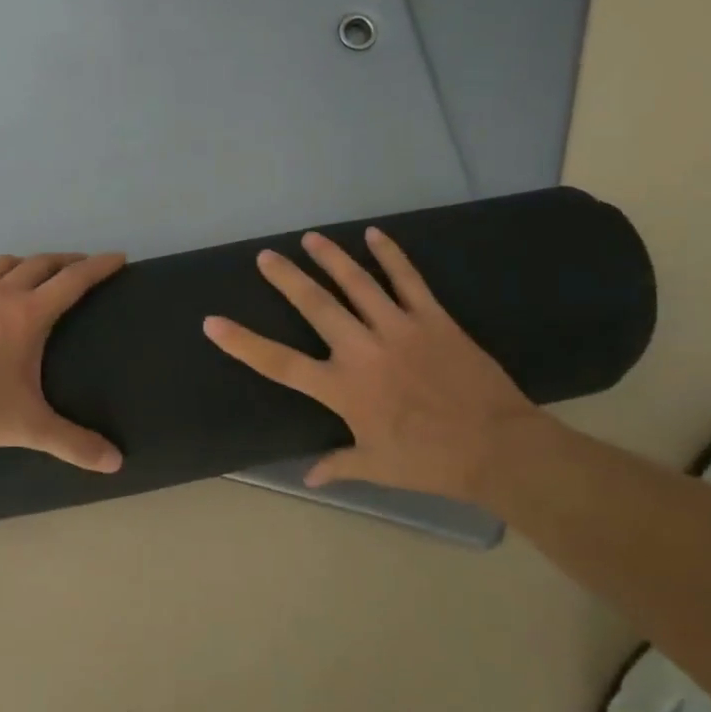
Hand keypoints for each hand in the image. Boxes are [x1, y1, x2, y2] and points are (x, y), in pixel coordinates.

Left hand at [0, 252, 126, 471]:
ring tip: (30, 276)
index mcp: (28, 315)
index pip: (74, 280)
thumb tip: (116, 463)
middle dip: (65, 261)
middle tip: (79, 267)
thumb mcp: (28, 427)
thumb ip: (73, 444)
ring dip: (23, 266)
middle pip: (41, 263)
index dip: (99, 266)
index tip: (118, 256)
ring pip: (1, 264)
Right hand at [202, 227, 542, 500]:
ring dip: (331, 258)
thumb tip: (310, 477)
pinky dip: (391, 255)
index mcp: (343, 389)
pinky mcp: (434, 319)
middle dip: (287, 278)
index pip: (280, 363)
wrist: (496, 447)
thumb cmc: (429, 461)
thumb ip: (338, 466)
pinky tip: (375, 234)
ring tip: (310, 238)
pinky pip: (408, 279)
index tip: (213, 323)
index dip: (243, 343)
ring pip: (357, 284)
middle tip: (266, 256)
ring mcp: (399, 329)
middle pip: (316, 306)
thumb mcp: (376, 467)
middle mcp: (363, 350)